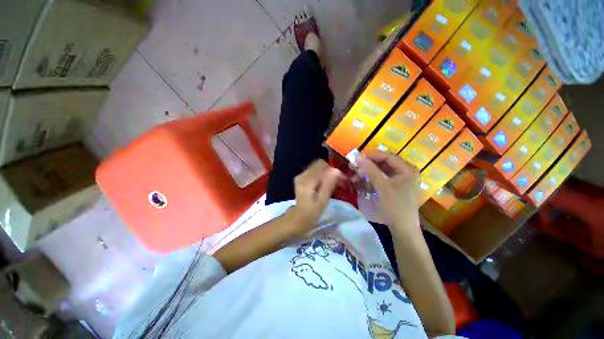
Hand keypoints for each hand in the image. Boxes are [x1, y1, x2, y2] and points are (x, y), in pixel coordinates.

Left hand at [287, 160, 342, 236]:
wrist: (298, 218)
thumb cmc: (311, 212)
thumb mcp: (322, 201)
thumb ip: (328, 184)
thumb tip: (336, 170)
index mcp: (307, 180)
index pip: (323, 166)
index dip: (334, 170)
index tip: (343, 179)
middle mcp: (302, 174)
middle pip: (320, 164)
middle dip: (331, 170)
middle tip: (339, 181)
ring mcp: (300, 175)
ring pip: (317, 166)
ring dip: (327, 172)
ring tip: (334, 182)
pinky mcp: (301, 178)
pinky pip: (314, 170)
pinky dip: (322, 174)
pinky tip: (325, 183)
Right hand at [358, 151, 420, 233]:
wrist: (402, 229)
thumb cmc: (395, 206)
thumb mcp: (382, 186)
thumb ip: (370, 170)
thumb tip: (358, 157)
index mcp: (407, 170)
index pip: (388, 157)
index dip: (372, 156)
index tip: (357, 157)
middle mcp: (405, 173)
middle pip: (384, 164)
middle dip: (367, 166)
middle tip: (354, 167)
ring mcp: (399, 181)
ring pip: (380, 172)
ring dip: (367, 173)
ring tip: (354, 176)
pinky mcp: (394, 189)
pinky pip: (380, 180)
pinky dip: (370, 180)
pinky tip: (361, 182)